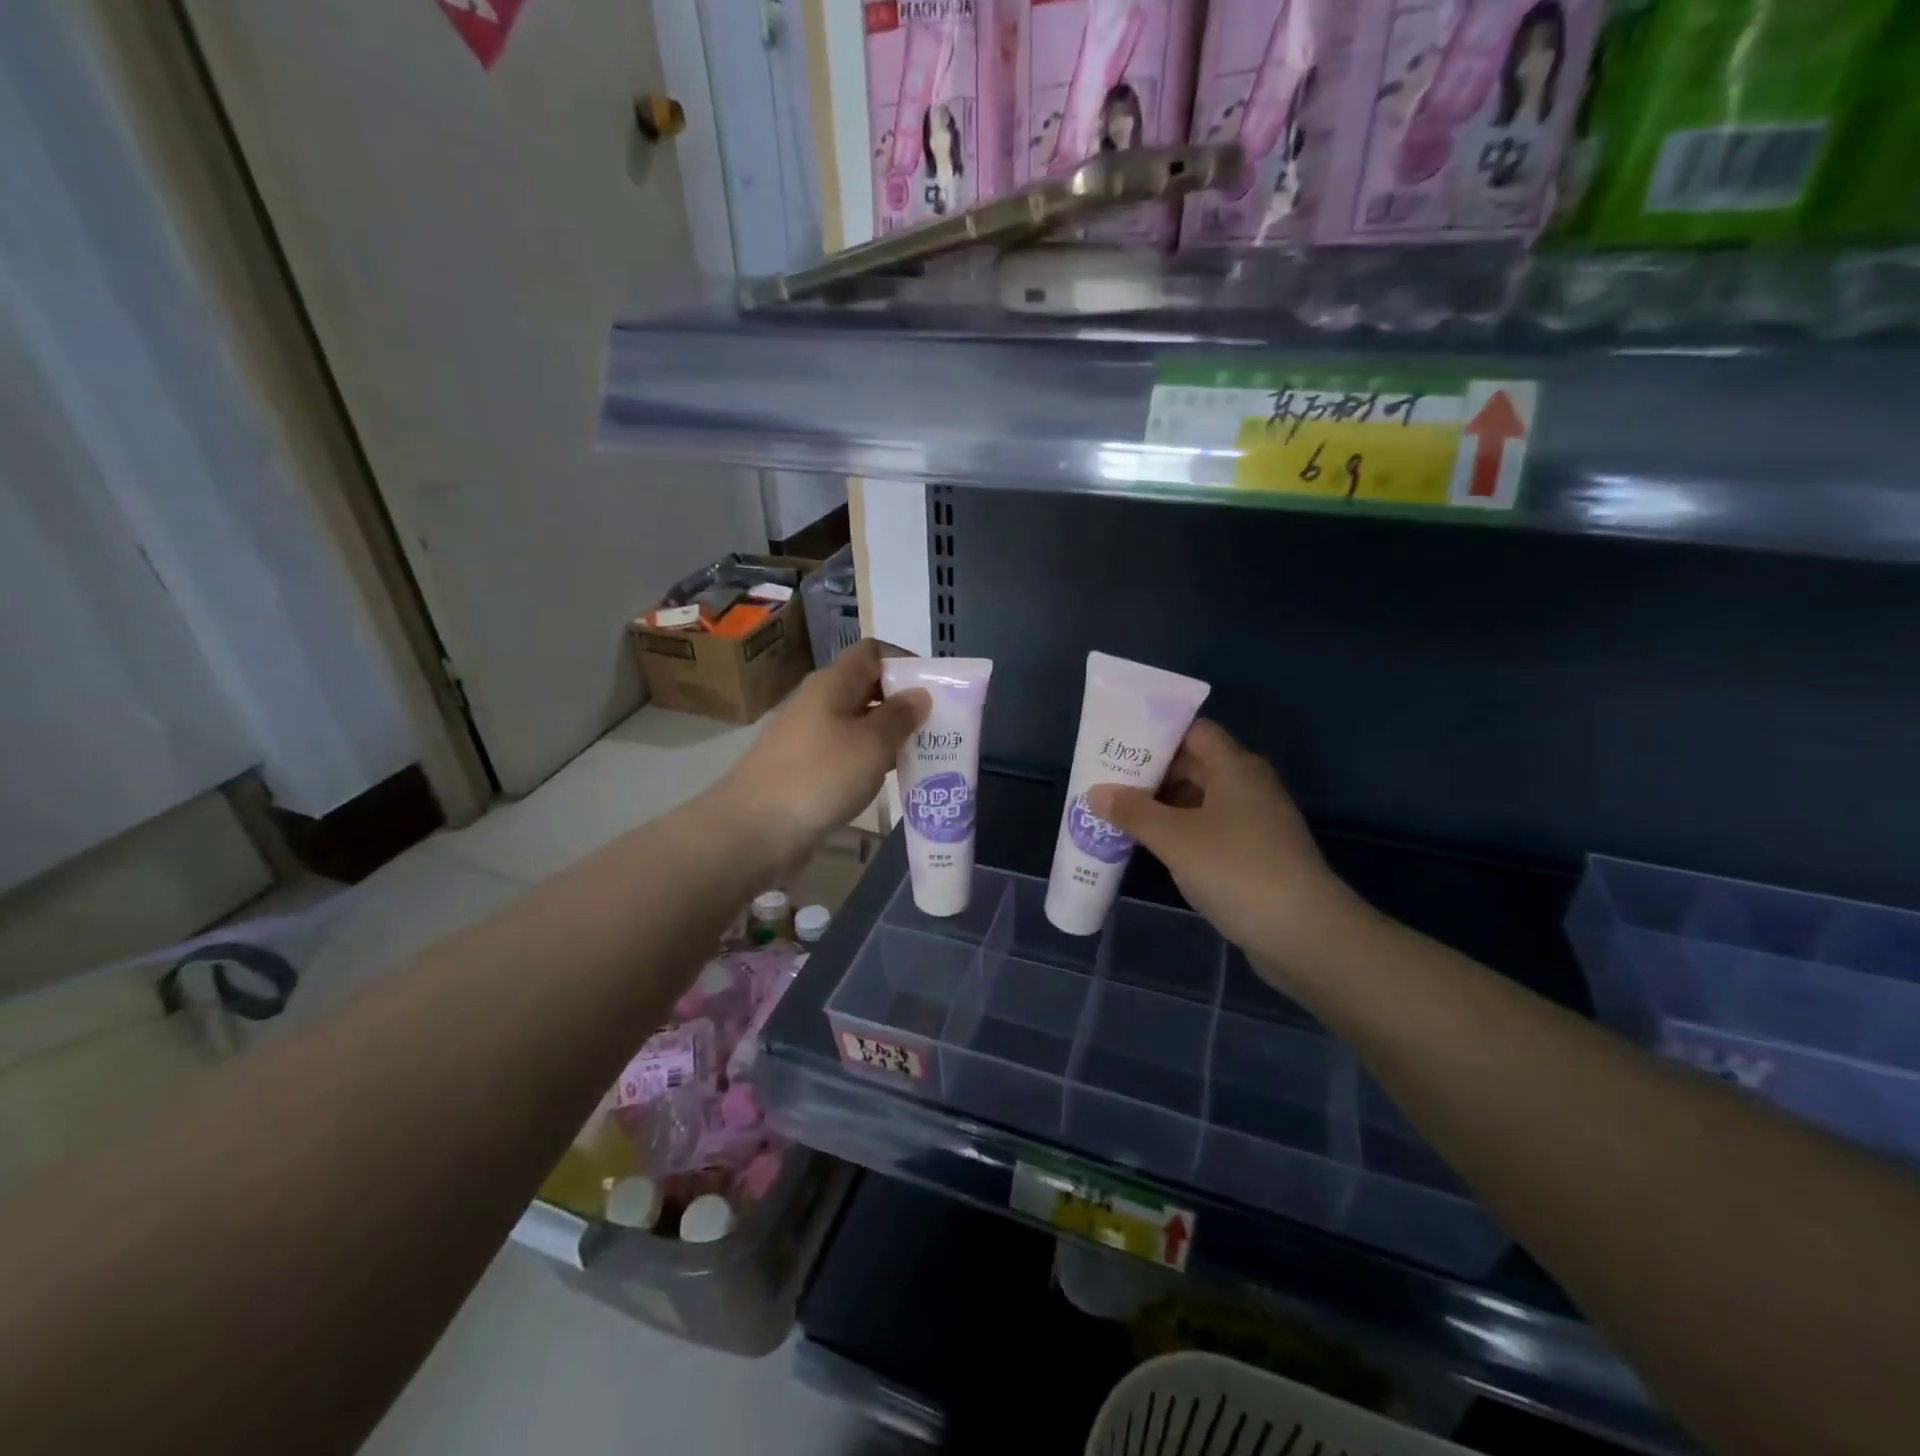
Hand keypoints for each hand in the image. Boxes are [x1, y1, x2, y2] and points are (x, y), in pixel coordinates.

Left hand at [712, 639, 928, 860]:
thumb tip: (920, 694)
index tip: (934, 687)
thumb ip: (899, 717)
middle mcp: (818, 703)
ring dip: (888, 735)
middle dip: (902, 702)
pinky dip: (870, 760)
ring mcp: (808, 737)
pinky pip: (845, 753)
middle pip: (866, 688)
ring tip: (923, 754)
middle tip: (938, 725)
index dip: (904, 661)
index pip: (871, 652)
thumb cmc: (819, 777)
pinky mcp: (804, 770)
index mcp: (832, 684)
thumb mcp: (871, 744)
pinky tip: (888, 780)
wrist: (753, 830)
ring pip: (857, 724)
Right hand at [1086, 721, 1364, 973]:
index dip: (1156, 734)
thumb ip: (1132, 812)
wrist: (1304, 933)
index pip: (1193, 731)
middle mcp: (1248, 786)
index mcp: (1235, 767)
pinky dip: (1180, 832)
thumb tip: (1095, 792)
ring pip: (1200, 801)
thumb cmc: (1236, 869)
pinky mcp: (1255, 854)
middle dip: (1151, 773)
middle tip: (1107, 782)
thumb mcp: (1175, 838)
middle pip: (1195, 765)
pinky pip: (1210, 830)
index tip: (1118, 743)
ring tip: (1119, 814)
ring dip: (1163, 806)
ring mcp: (1255, 822)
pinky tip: (1151, 847)